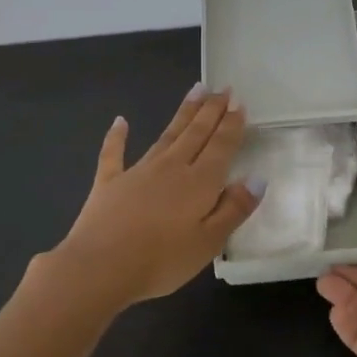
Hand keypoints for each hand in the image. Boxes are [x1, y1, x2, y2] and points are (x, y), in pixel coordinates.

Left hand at [51, 86, 261, 305]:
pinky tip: (120, 121)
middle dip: (211, 110)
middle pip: (196, 133)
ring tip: (196, 91)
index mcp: (199, 182)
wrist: (99, 267)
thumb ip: (234, 209)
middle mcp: (171, 167)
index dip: (231, 124)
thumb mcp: (209, 242)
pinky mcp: (109, 183)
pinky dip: (118, 136)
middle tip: (222, 88)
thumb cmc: (161, 260)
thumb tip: (257, 178)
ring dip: (183, 113)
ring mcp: (138, 172)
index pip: (221, 146)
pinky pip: (114, 153)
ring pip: (166, 135)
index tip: (239, 102)